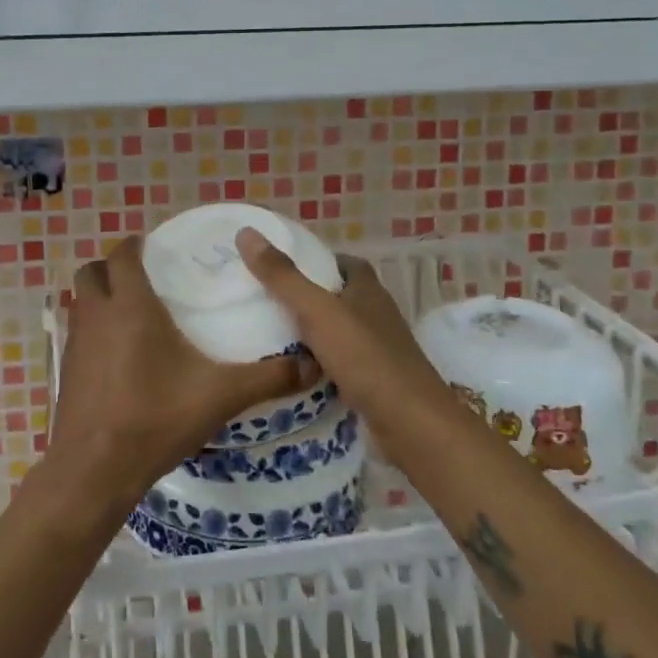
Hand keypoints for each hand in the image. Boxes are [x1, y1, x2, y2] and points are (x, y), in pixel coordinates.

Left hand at [50, 236, 304, 506]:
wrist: (96, 468)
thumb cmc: (156, 418)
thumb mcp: (221, 396)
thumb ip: (268, 378)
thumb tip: (314, 365)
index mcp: (131, 306)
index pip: (123, 255)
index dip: (136, 246)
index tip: (157, 250)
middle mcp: (97, 314)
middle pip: (92, 270)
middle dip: (112, 267)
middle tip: (144, 279)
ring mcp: (75, 342)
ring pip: (80, 300)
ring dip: (99, 296)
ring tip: (131, 312)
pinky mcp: (65, 369)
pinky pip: (76, 332)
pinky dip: (92, 330)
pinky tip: (117, 355)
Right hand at [234, 228, 450, 414]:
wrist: (410, 424)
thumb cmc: (365, 357)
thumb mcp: (317, 311)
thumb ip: (282, 276)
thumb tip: (246, 233)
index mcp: (368, 290)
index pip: (344, 263)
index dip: (317, 260)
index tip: (281, 265)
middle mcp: (376, 315)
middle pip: (338, 297)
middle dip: (307, 296)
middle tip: (264, 299)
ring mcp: (377, 350)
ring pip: (337, 332)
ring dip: (310, 332)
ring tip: (267, 333)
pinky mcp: (373, 382)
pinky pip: (338, 364)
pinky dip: (316, 364)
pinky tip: (290, 371)